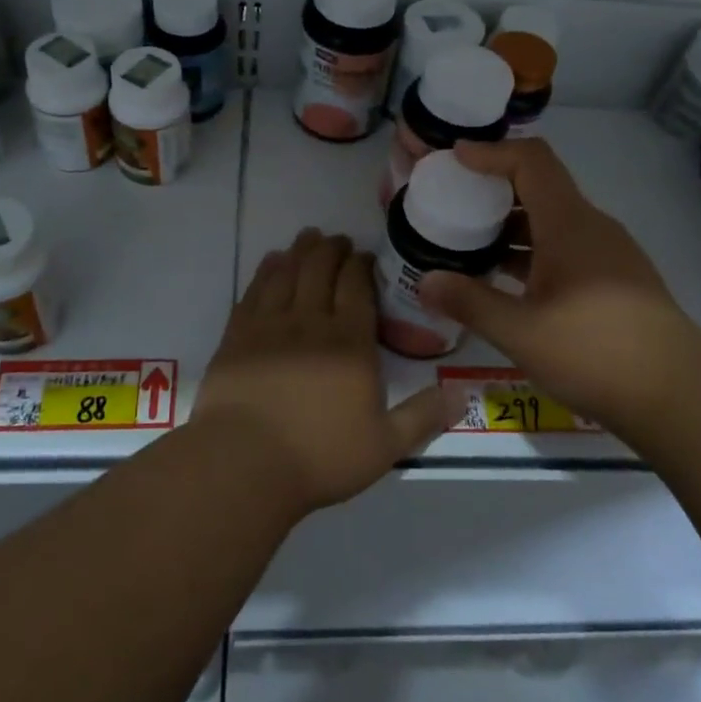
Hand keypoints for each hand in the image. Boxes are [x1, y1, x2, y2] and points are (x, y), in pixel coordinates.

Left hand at [193, 229, 457, 512]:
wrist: (243, 464)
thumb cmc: (319, 457)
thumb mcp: (385, 446)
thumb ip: (423, 416)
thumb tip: (463, 394)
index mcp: (350, 343)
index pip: (357, 286)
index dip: (361, 264)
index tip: (364, 255)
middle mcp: (310, 323)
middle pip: (321, 269)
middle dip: (331, 249)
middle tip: (337, 240)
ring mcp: (269, 326)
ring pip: (287, 273)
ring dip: (300, 251)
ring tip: (308, 237)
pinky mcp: (237, 336)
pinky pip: (254, 291)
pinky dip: (266, 271)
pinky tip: (271, 262)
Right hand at [419, 138, 700, 436]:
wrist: (679, 394)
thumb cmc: (595, 352)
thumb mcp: (520, 331)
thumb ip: (469, 302)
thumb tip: (424, 281)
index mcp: (569, 223)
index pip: (530, 161)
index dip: (491, 152)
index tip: (454, 160)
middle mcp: (591, 227)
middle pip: (540, 187)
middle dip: (494, 190)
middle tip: (452, 204)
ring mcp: (608, 254)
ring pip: (552, 222)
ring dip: (511, 226)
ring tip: (469, 245)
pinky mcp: (615, 280)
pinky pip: (565, 248)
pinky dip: (532, 252)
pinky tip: (508, 283)